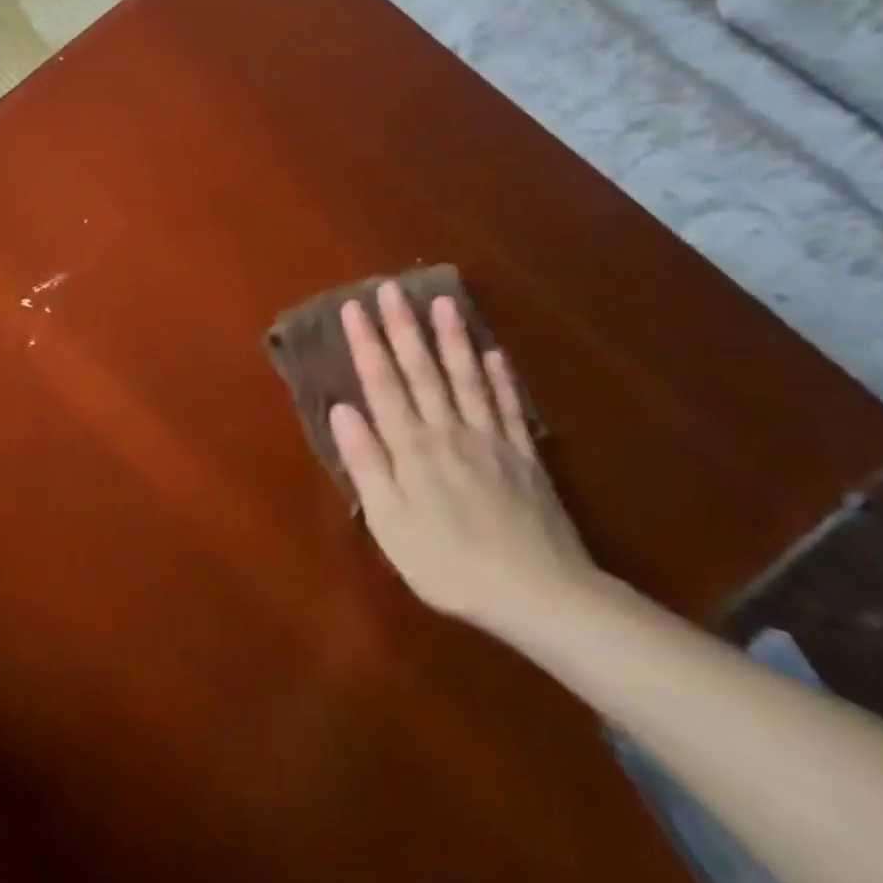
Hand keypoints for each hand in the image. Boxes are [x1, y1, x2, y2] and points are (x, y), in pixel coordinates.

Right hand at [327, 282, 597, 637]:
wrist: (540, 595)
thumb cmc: (447, 563)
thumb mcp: (390, 522)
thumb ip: (367, 463)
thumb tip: (342, 410)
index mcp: (412, 448)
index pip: (383, 384)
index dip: (366, 345)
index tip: (352, 308)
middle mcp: (449, 431)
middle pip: (423, 370)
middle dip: (403, 327)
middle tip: (391, 288)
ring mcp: (491, 440)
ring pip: (466, 378)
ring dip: (452, 338)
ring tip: (442, 302)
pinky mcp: (524, 456)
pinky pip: (508, 406)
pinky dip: (499, 376)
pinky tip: (492, 352)